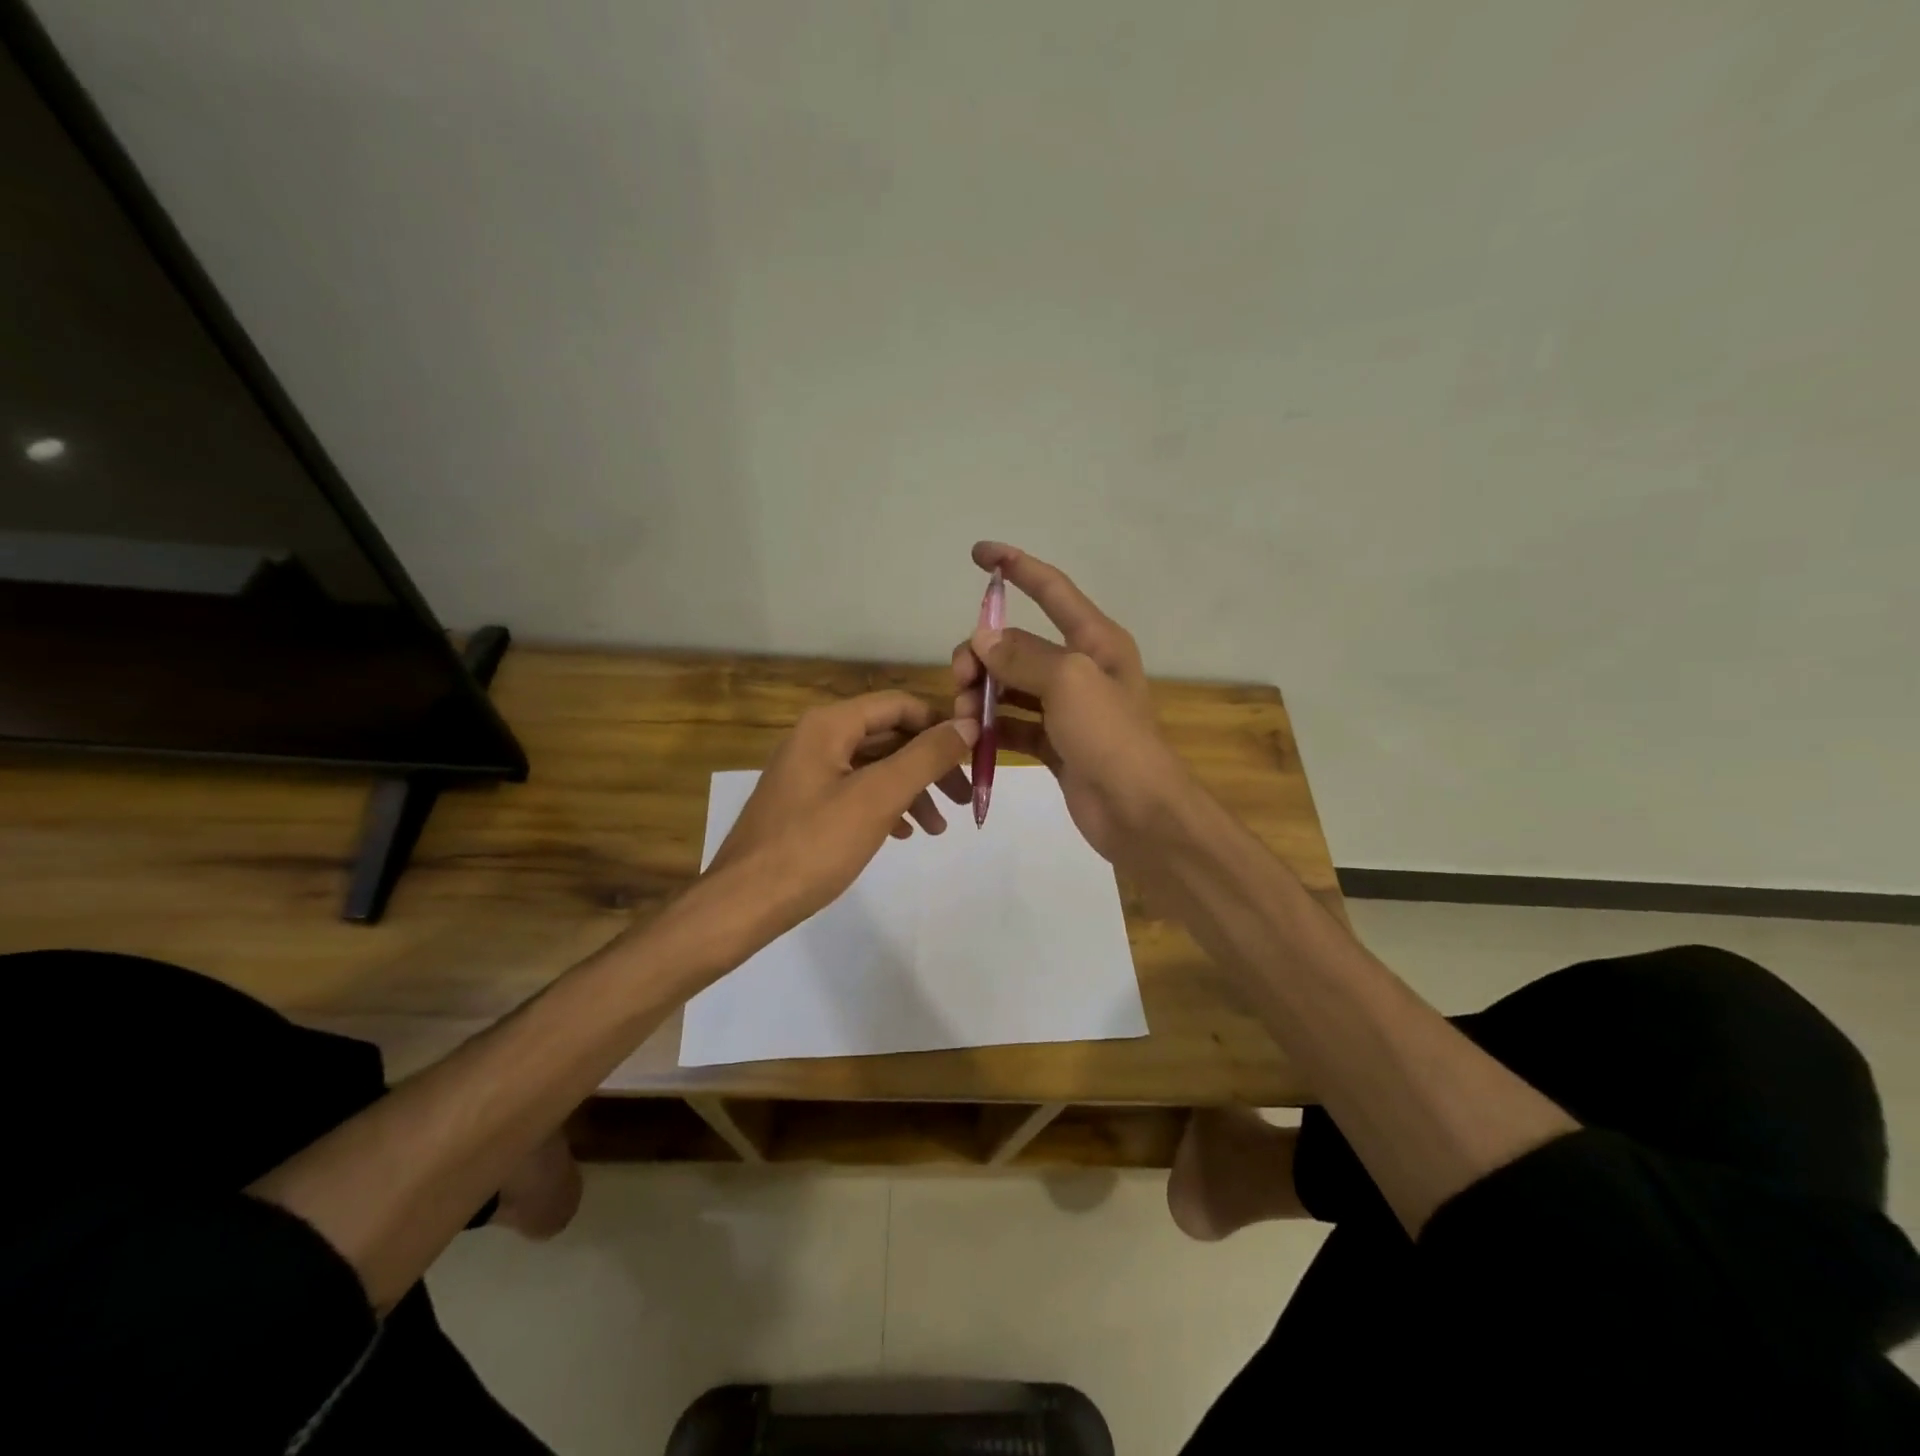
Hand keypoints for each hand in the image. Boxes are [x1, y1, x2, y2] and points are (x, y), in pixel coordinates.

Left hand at [706, 690, 976, 937]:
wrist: (744, 903)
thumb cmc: (814, 845)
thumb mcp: (878, 797)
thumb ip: (926, 757)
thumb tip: (969, 724)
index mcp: (829, 725)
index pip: (898, 705)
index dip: (939, 725)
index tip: (973, 756)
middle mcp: (816, 739)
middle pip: (888, 736)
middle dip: (930, 764)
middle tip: (963, 797)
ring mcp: (808, 772)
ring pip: (874, 767)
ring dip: (911, 790)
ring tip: (936, 828)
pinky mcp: (804, 804)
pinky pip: (855, 791)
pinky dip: (885, 806)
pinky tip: (902, 833)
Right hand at [951, 542, 1191, 861]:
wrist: (1139, 812)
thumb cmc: (1111, 737)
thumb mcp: (1069, 682)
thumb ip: (1023, 655)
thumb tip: (983, 640)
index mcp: (1095, 641)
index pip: (1052, 589)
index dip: (1016, 567)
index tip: (978, 553)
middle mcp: (1081, 669)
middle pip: (1019, 644)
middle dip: (983, 654)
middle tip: (961, 679)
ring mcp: (1068, 709)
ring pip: (1012, 686)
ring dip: (984, 694)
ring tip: (966, 715)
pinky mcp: (1056, 744)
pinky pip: (1015, 725)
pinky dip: (994, 729)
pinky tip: (973, 738)